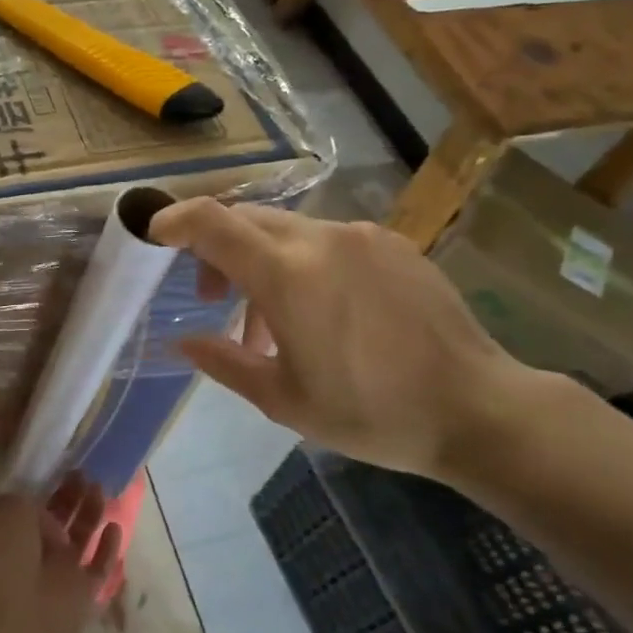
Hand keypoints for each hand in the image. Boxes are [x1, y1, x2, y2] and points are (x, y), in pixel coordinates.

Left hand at [0, 478, 121, 632]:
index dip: (46, 487)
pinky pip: (100, 566)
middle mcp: (34, 553)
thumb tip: (47, 512)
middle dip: (71, 496)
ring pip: (80, 538)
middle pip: (58, 518)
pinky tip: (115, 525)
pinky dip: (109, 548)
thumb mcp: (8, 513)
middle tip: (84, 473)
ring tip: (100, 488)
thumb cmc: (3, 562)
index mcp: (9, 534)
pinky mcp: (83, 593)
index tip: (61, 467)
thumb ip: (27, 500)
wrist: (13, 626)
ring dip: (90, 514)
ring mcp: (60, 574)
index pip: (30, 506)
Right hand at [148, 199, 536, 479]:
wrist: (477, 408)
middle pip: (246, 220)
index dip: (174, 219)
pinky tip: (323, 312)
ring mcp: (361, 236)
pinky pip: (328, 241)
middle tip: (215, 300)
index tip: (155, 237)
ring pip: (286, 231)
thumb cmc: (372, 413)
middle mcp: (320, 239)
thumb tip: (182, 341)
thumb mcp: (283, 400)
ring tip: (273, 324)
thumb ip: (224, 362)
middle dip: (216, 251)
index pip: (211, 222)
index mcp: (287, 275)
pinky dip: (304, 264)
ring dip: (261, 263)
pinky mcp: (392, 243)